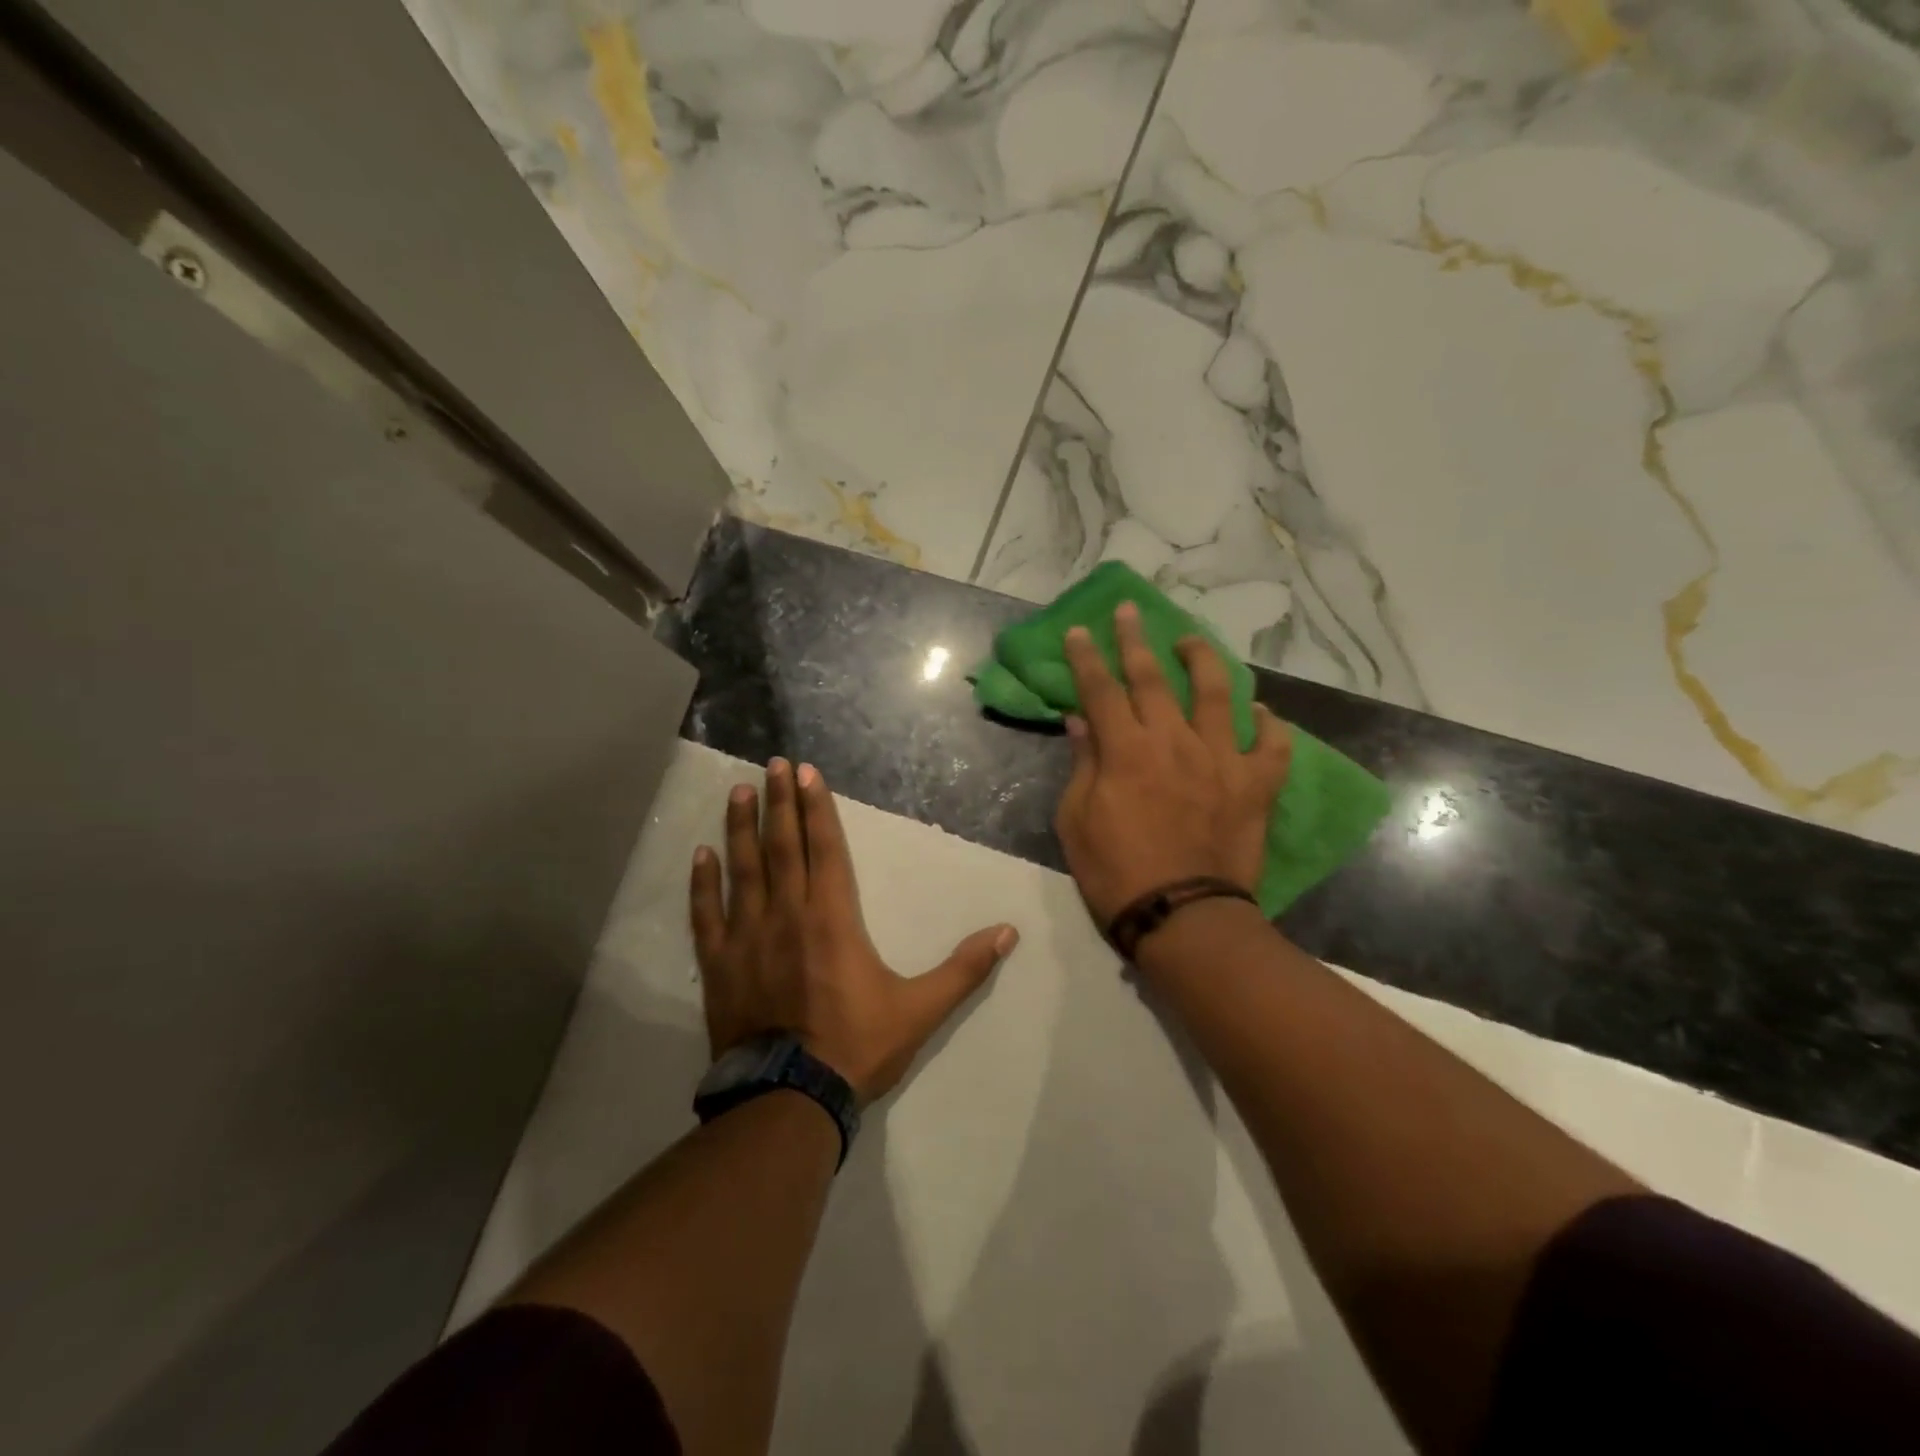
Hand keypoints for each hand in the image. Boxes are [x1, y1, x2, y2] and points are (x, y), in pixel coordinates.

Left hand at [690, 758, 1018, 1106]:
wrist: (789, 1098)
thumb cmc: (856, 1046)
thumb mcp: (920, 1009)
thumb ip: (964, 969)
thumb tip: (1008, 933)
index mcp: (833, 918)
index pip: (826, 848)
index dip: (817, 808)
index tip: (806, 773)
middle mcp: (787, 914)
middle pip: (783, 846)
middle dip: (780, 802)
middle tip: (773, 763)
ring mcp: (747, 937)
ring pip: (744, 869)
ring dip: (741, 828)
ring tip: (740, 791)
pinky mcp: (719, 964)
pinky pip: (707, 915)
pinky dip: (703, 883)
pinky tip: (701, 855)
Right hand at [1055, 603, 1291, 926]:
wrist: (1183, 917)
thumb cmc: (1116, 873)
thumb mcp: (1077, 821)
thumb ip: (1083, 765)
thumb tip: (1081, 721)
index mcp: (1126, 751)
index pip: (1101, 690)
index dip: (1086, 657)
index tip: (1077, 631)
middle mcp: (1175, 742)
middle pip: (1154, 678)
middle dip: (1136, 640)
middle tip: (1129, 611)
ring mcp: (1222, 760)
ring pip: (1219, 694)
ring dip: (1204, 661)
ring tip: (1192, 642)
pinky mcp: (1256, 786)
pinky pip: (1273, 746)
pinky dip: (1271, 726)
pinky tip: (1264, 713)